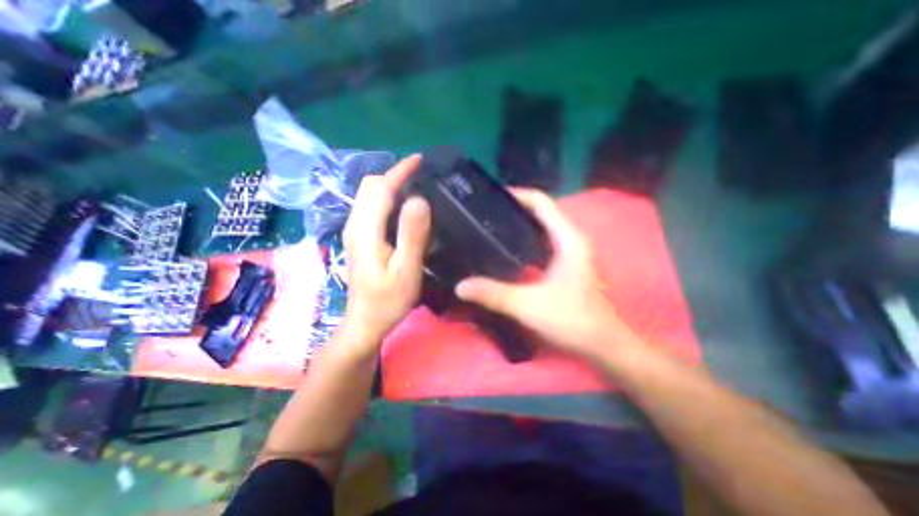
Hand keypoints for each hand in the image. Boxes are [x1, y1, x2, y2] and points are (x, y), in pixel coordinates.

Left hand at [343, 153, 433, 354]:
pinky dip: (385, 199)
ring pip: (368, 197)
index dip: (399, 171)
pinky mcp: (358, 240)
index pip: (380, 189)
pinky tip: (401, 208)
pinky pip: (370, 209)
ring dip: (389, 186)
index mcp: (366, 230)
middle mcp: (355, 225)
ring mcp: (354, 232)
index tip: (419, 160)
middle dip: (393, 175)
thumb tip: (418, 199)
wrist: (365, 322)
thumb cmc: (388, 300)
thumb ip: (411, 235)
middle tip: (420, 176)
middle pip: (369, 188)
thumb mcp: (406, 270)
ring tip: (413, 186)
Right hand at [453, 187, 627, 360]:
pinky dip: (526, 241)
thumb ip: (492, 294)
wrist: (603, 345)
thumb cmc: (572, 321)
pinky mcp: (567, 266)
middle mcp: (571, 240)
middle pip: (541, 213)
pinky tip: (509, 252)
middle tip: (485, 213)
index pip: (541, 202)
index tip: (491, 197)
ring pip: (543, 229)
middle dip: (514, 209)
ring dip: (520, 225)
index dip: (517, 195)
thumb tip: (460, 286)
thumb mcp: (527, 306)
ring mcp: (571, 253)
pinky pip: (543, 244)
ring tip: (492, 228)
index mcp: (567, 240)